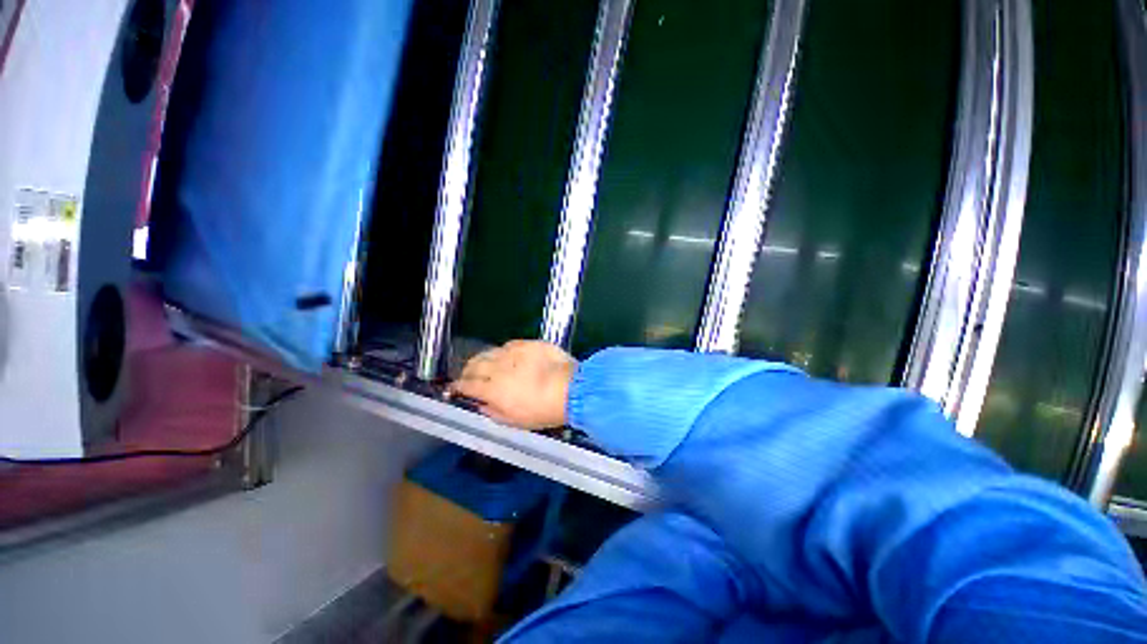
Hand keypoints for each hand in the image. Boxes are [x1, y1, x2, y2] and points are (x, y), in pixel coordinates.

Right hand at [449, 340, 576, 429]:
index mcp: (493, 389)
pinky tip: (506, 355)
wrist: (570, 388)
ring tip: (483, 364)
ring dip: (483, 359)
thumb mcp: (516, 421)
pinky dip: (503, 351)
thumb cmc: (543, 410)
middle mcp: (498, 368)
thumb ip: (494, 412)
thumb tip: (482, 405)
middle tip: (467, 375)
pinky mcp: (527, 344)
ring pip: (489, 352)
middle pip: (475, 365)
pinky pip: (508, 345)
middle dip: (467, 370)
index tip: (453, 388)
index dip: (458, 387)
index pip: (468, 385)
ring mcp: (513, 353)